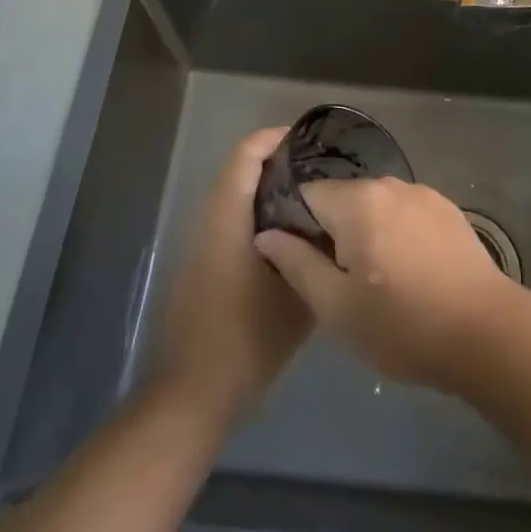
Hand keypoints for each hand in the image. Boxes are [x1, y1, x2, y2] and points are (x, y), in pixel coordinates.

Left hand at [154, 129, 312, 421]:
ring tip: (312, 199)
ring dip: (267, 188)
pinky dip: (258, 212)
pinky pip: (231, 218)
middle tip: (321, 171)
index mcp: (228, 216)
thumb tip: (338, 226)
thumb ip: (317, 254)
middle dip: (278, 162)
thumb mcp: (298, 296)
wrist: (193, 393)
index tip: (311, 141)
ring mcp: (201, 241)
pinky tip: (289, 236)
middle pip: (240, 169)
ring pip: (235, 194)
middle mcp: (209, 218)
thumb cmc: (247, 339)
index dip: (276, 138)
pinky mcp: (201, 262)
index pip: (246, 153)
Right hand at [254, 177, 519, 392]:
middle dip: (331, 231)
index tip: (299, 260)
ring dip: (365, 233)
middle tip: (336, 280)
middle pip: (342, 198)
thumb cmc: (403, 325)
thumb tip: (266, 234)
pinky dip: (395, 234)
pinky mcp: (447, 209)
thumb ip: (297, 264)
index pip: (307, 194)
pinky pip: (404, 213)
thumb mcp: (336, 307)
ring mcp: (423, 193)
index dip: (295, 225)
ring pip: (374, 206)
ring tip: (373, 280)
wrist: (487, 333)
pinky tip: (406, 272)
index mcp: (357, 201)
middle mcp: (389, 184)